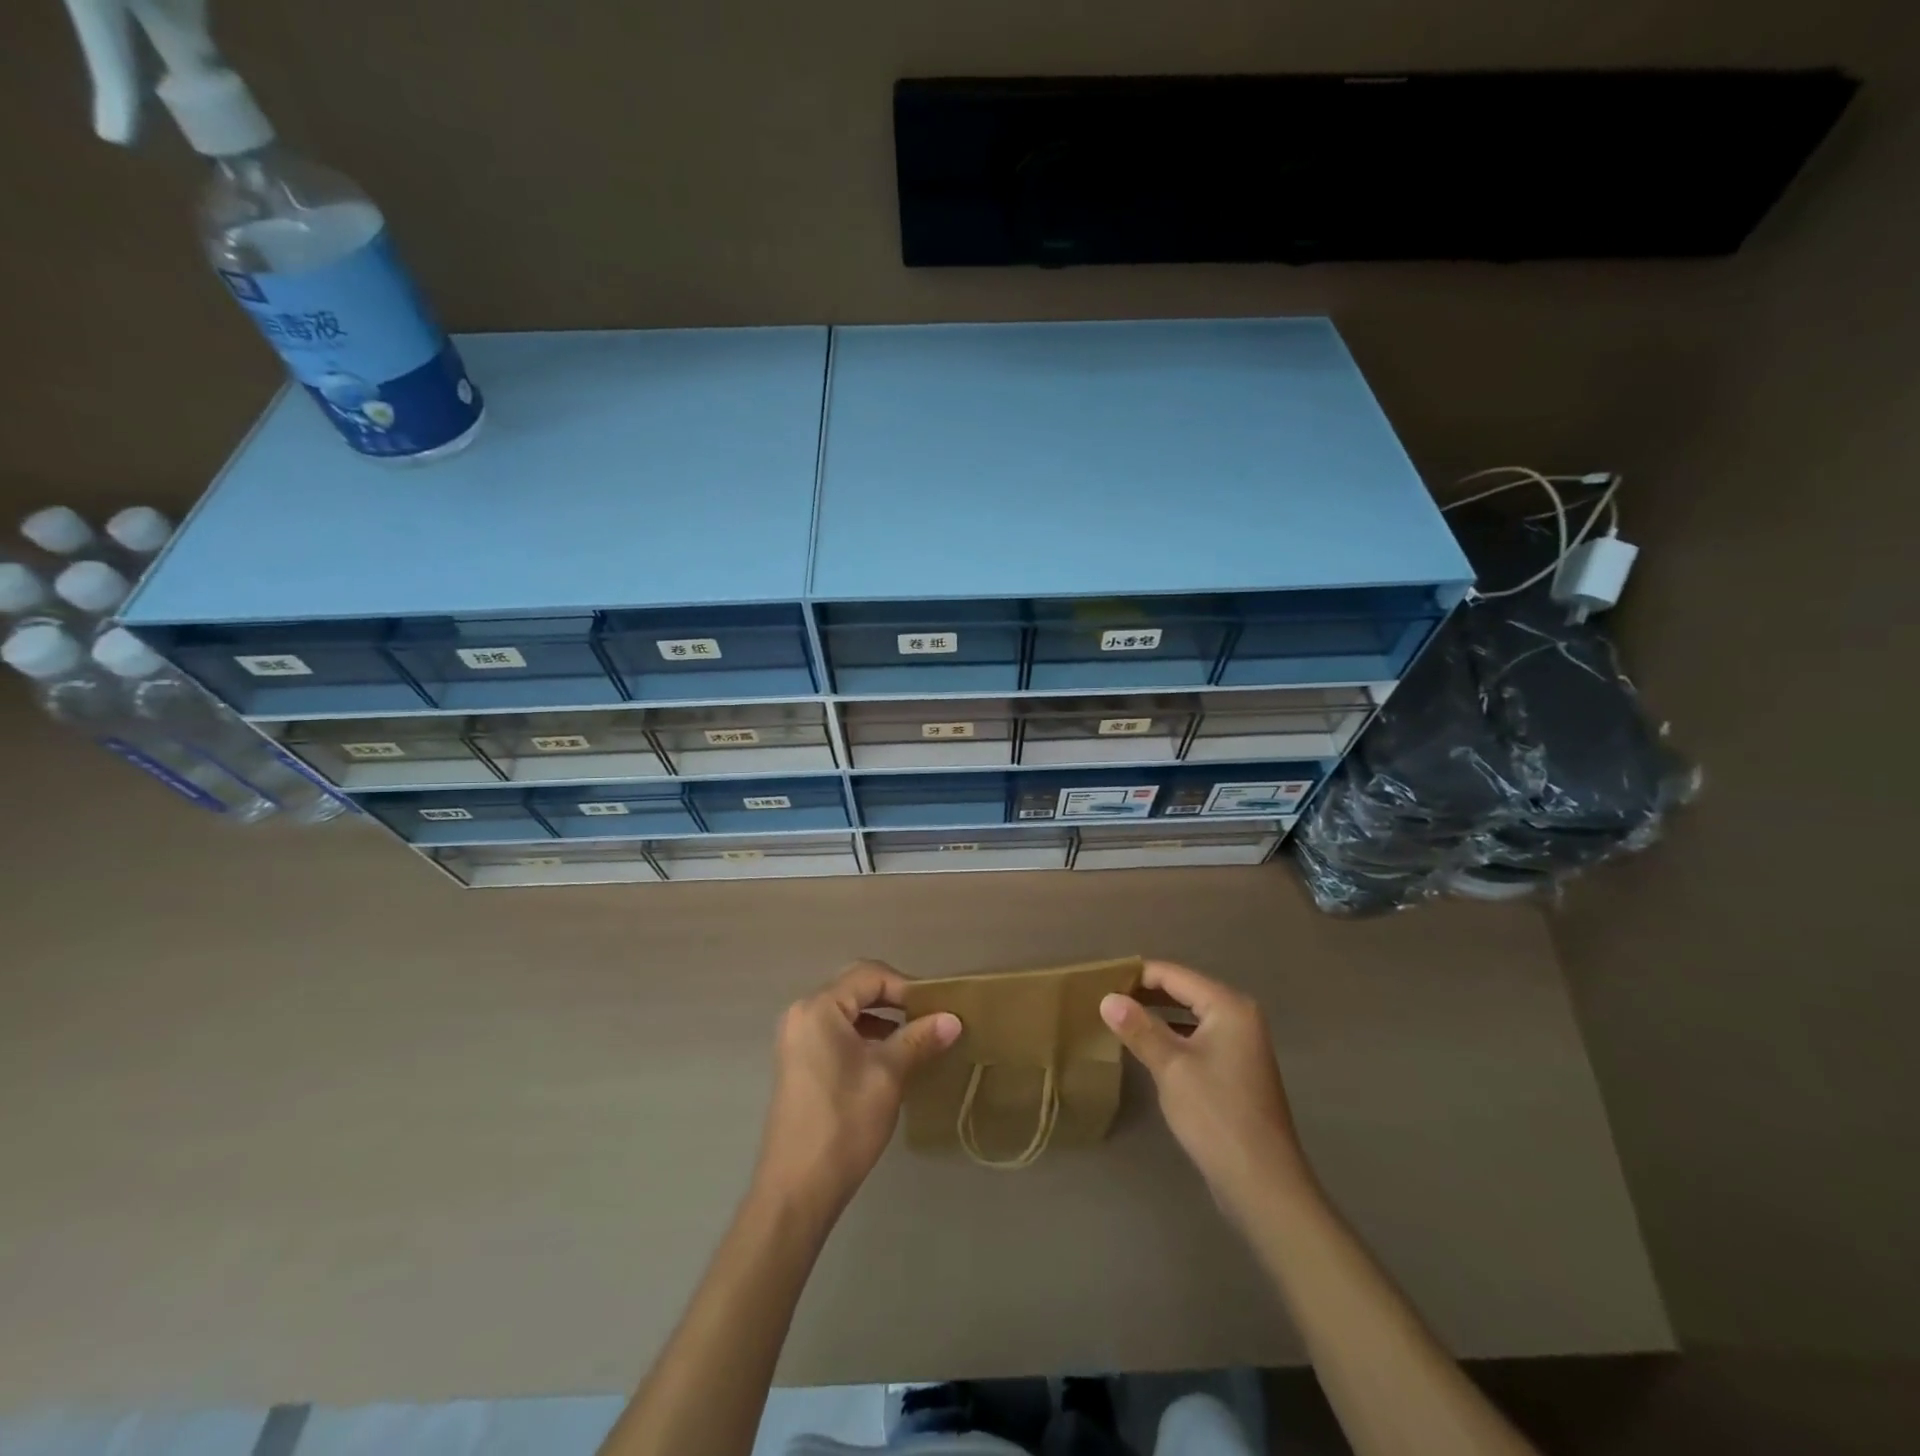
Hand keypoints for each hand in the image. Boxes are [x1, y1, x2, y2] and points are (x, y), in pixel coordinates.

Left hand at [752, 961, 960, 1221]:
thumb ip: (920, 1039)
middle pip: (856, 988)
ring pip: (847, 1011)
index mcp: (820, 1007)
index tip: (937, 1008)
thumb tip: (953, 1019)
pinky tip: (889, 1059)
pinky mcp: (799, 1061)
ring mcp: (797, 1038)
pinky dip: (864, 1036)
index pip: (870, 975)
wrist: (797, 1188)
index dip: (907, 986)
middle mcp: (803, 1013)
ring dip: (881, 1019)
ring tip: (916, 1040)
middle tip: (929, 1019)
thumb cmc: (844, 1122)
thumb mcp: (889, 1075)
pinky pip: (836, 1031)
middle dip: (895, 1000)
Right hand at [1101, 961, 1311, 1216]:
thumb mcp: (1171, 1067)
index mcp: (1228, 1006)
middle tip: (1104, 998)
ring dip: (1156, 1015)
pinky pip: (1196, 1038)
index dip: (1137, 975)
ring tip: (1118, 1018)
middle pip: (1184, 991)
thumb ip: (1139, 1028)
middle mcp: (1239, 1017)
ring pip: (1189, 1016)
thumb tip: (1107, 998)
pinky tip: (1146, 1048)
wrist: (1263, 1184)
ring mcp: (1240, 1045)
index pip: (1174, 975)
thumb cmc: (1216, 1115)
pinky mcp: (1235, 1070)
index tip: (1100, 980)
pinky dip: (1171, 1037)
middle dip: (1145, 993)